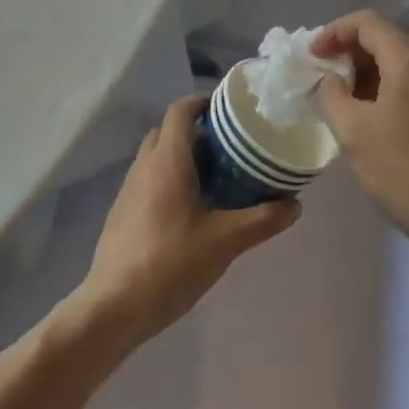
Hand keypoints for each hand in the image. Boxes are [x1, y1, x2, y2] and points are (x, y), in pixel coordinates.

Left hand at [75, 96, 299, 348]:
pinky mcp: (122, 212)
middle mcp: (144, 166)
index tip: (230, 109)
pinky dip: (169, 179)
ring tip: (216, 178)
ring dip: (182, 156)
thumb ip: (262, 219)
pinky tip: (191, 210)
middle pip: (168, 130)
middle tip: (230, 147)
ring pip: (156, 156)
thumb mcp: (225, 242)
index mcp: (167, 161)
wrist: (114, 307)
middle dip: (197, 131)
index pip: (181, 109)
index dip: (204, 101)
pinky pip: (148, 179)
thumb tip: (295, 205)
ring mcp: (128, 189)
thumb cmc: (170, 264)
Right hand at [311, 12, 408, 271]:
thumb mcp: (353, 132)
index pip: (367, 23)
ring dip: (366, 75)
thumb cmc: (404, 171)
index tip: (311, 57)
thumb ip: (331, 96)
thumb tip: (328, 81)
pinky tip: (370, 121)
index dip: (333, 32)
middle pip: (385, 40)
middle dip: (348, 53)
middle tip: (321, 78)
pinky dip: (386, 91)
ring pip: (399, 65)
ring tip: (340, 102)